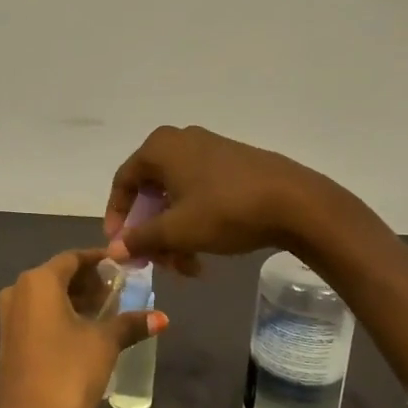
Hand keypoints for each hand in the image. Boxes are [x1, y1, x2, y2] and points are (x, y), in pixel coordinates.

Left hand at [0, 249, 163, 407]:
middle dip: (90, 282)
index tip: (125, 267)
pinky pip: (39, 315)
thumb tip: (161, 317)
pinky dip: (62, 316)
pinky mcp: (9, 340)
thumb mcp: (104, 344)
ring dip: (77, 300)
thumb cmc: (68, 373)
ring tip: (109, 314)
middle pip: (60, 275)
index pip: (74, 257)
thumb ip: (130, 323)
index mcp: (39, 281)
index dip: (100, 261)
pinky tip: (87, 332)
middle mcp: (19, 290)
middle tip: (121, 292)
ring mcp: (10, 316)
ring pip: (49, 297)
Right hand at [104, 125, 336, 270]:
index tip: (121, 247)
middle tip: (158, 262)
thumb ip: (140, 239)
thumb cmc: (225, 210)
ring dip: (174, 232)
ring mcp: (208, 149)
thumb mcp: (177, 230)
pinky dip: (194, 220)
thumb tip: (113, 249)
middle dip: (151, 231)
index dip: (117, 217)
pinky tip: (204, 250)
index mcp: (159, 148)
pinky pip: (199, 191)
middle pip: (151, 191)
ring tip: (187, 265)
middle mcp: (180, 141)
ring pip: (176, 195)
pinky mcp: (231, 162)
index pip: (124, 182)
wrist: (294, 201)